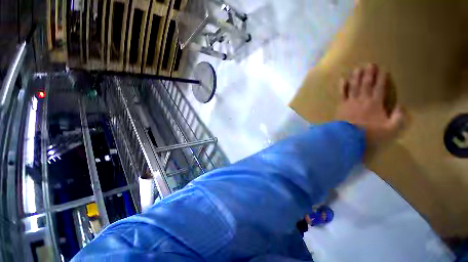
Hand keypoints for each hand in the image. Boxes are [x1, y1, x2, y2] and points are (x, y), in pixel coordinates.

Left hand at [336, 64, 404, 149]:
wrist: (347, 138)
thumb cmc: (369, 134)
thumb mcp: (391, 129)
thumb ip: (399, 118)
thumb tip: (401, 106)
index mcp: (375, 104)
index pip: (380, 87)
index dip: (382, 78)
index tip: (383, 69)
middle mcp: (363, 100)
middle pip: (366, 84)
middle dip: (369, 73)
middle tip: (369, 64)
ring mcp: (350, 102)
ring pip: (354, 86)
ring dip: (356, 77)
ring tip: (357, 68)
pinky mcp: (341, 106)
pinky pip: (341, 94)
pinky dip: (342, 86)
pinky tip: (342, 79)